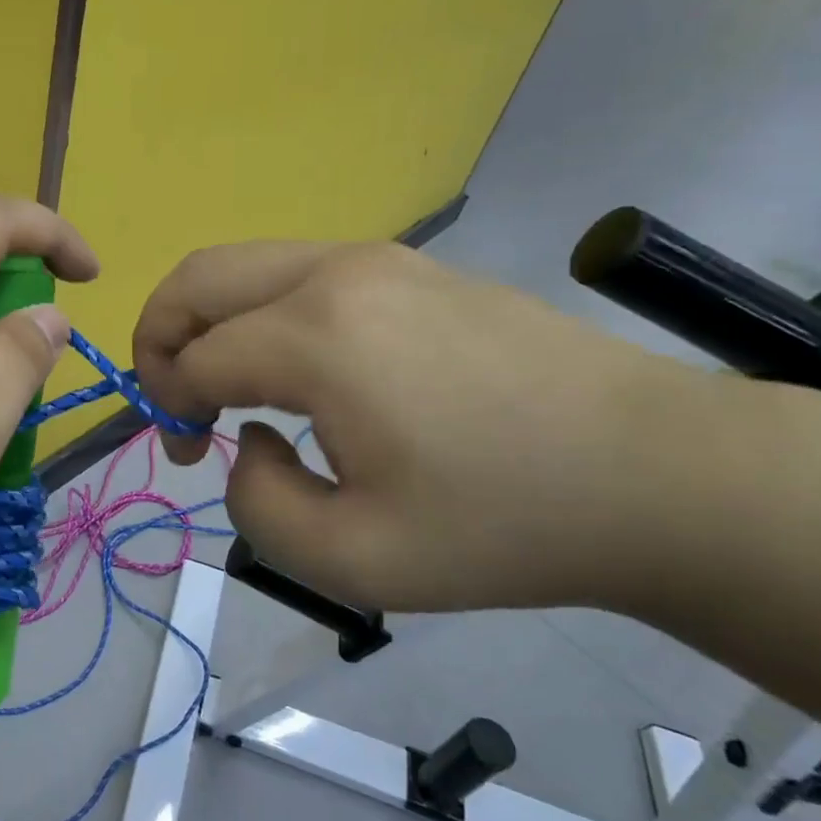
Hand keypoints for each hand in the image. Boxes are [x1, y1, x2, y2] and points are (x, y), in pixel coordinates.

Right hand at [133, 240, 727, 612]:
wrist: (661, 474)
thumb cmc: (506, 525)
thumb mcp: (356, 561)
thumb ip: (258, 507)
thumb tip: (253, 442)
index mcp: (317, 337)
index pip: (194, 359)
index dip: (170, 409)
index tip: (192, 457)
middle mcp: (335, 274)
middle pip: (197, 278)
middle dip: (159, 337)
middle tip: (177, 400)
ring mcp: (378, 258)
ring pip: (244, 264)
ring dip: (210, 321)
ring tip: (231, 387)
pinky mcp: (410, 266)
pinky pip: (297, 271)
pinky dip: (261, 312)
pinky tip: (299, 370)